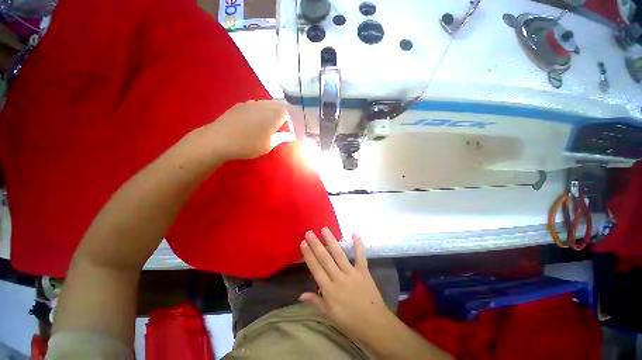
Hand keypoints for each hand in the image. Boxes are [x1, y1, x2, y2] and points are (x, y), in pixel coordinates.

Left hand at [201, 100, 294, 160]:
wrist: (220, 139)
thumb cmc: (248, 145)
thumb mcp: (268, 145)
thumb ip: (281, 138)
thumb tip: (292, 136)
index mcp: (274, 115)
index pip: (287, 112)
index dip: (290, 120)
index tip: (288, 129)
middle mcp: (264, 105)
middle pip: (278, 104)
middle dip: (282, 113)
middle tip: (281, 124)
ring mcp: (251, 103)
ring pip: (267, 103)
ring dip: (272, 110)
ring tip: (270, 121)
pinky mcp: (241, 104)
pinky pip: (256, 104)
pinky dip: (260, 109)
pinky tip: (255, 118)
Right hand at [300, 228, 394, 344]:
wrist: (375, 326)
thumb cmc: (350, 323)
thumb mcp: (329, 316)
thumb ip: (316, 302)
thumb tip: (300, 295)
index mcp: (329, 291)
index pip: (316, 269)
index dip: (309, 255)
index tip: (303, 243)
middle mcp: (339, 279)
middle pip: (325, 259)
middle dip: (316, 244)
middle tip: (309, 232)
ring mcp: (352, 273)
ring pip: (339, 254)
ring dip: (331, 241)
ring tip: (324, 229)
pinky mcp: (363, 271)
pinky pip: (360, 256)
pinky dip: (358, 244)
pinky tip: (354, 232)